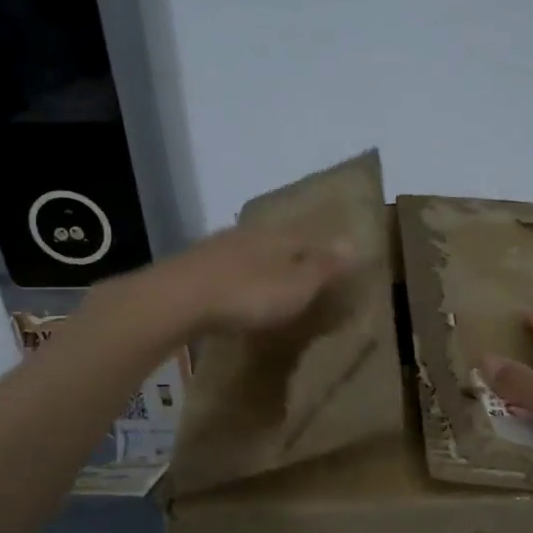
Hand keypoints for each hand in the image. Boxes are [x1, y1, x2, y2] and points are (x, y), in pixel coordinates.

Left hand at [135, 226, 357, 337]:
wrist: (178, 298)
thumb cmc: (248, 294)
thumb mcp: (296, 286)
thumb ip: (324, 267)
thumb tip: (354, 243)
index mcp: (280, 237)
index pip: (311, 239)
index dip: (325, 253)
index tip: (336, 267)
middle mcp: (251, 234)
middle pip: (280, 241)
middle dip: (292, 256)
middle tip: (303, 275)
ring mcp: (219, 247)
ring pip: (251, 252)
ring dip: (262, 266)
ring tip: (270, 285)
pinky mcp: (195, 266)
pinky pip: (227, 268)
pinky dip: (237, 278)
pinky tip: (235, 292)